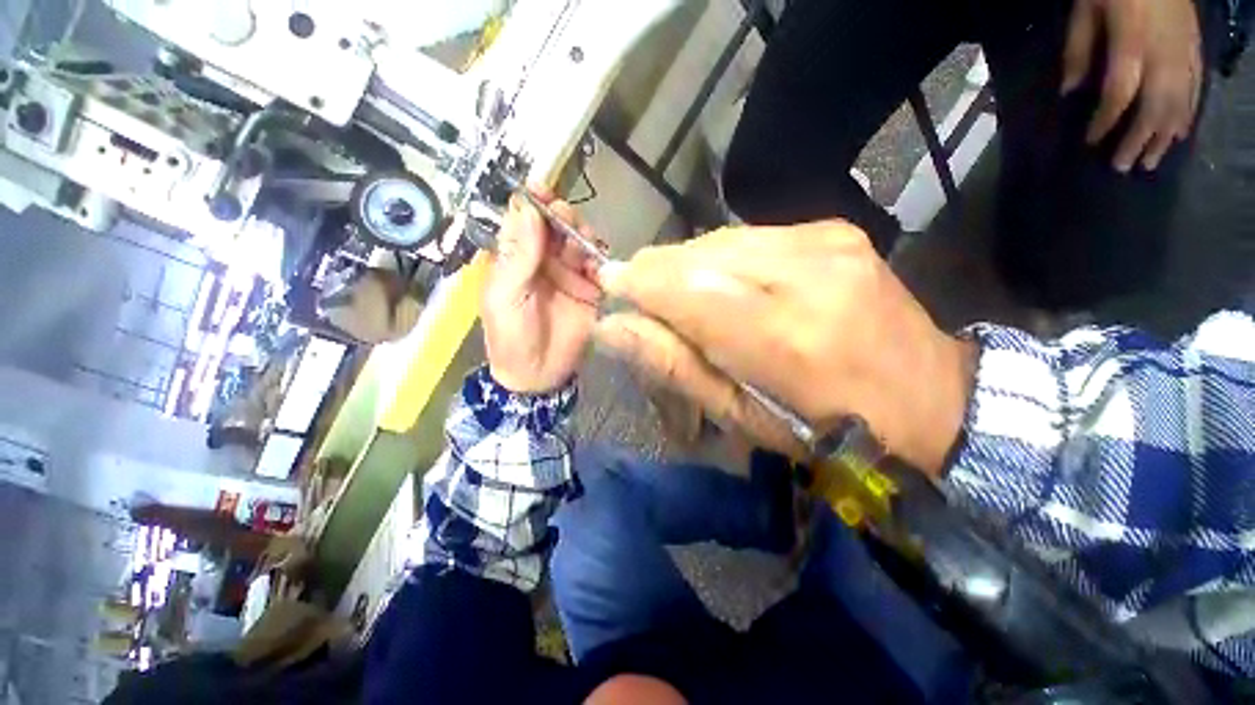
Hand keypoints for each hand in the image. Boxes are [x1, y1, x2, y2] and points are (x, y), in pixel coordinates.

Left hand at [482, 187, 602, 393]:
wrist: (538, 375)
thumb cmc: (511, 336)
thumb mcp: (504, 296)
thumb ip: (516, 255)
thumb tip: (525, 208)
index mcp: (515, 259)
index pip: (523, 221)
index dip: (531, 203)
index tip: (541, 190)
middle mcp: (543, 261)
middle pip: (555, 227)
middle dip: (561, 217)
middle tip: (565, 219)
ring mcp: (569, 275)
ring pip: (579, 243)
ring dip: (582, 237)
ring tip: (582, 245)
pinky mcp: (591, 290)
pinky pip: (599, 267)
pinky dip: (600, 260)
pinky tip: (597, 265)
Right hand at [597, 221, 975, 474]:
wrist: (931, 396)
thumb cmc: (828, 427)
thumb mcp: (742, 416)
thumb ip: (675, 366)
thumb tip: (613, 328)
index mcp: (781, 335)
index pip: (684, 288)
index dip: (638, 282)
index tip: (610, 285)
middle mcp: (805, 272)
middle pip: (698, 256)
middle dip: (659, 274)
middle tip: (645, 300)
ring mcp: (825, 240)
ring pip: (719, 240)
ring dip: (688, 267)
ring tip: (683, 297)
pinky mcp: (834, 230)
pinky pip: (749, 237)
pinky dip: (721, 259)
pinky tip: (725, 284)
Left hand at [1061, 0, 1201, 171]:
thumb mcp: (1084, 11)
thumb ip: (1078, 51)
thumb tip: (1068, 92)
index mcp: (1131, 44)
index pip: (1119, 93)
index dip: (1106, 121)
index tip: (1091, 143)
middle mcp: (1164, 53)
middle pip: (1154, 106)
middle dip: (1139, 139)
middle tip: (1123, 167)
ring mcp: (1185, 50)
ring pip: (1179, 103)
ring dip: (1165, 135)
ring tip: (1151, 162)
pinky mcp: (1197, 46)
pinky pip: (1196, 87)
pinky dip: (1187, 114)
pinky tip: (1179, 134)